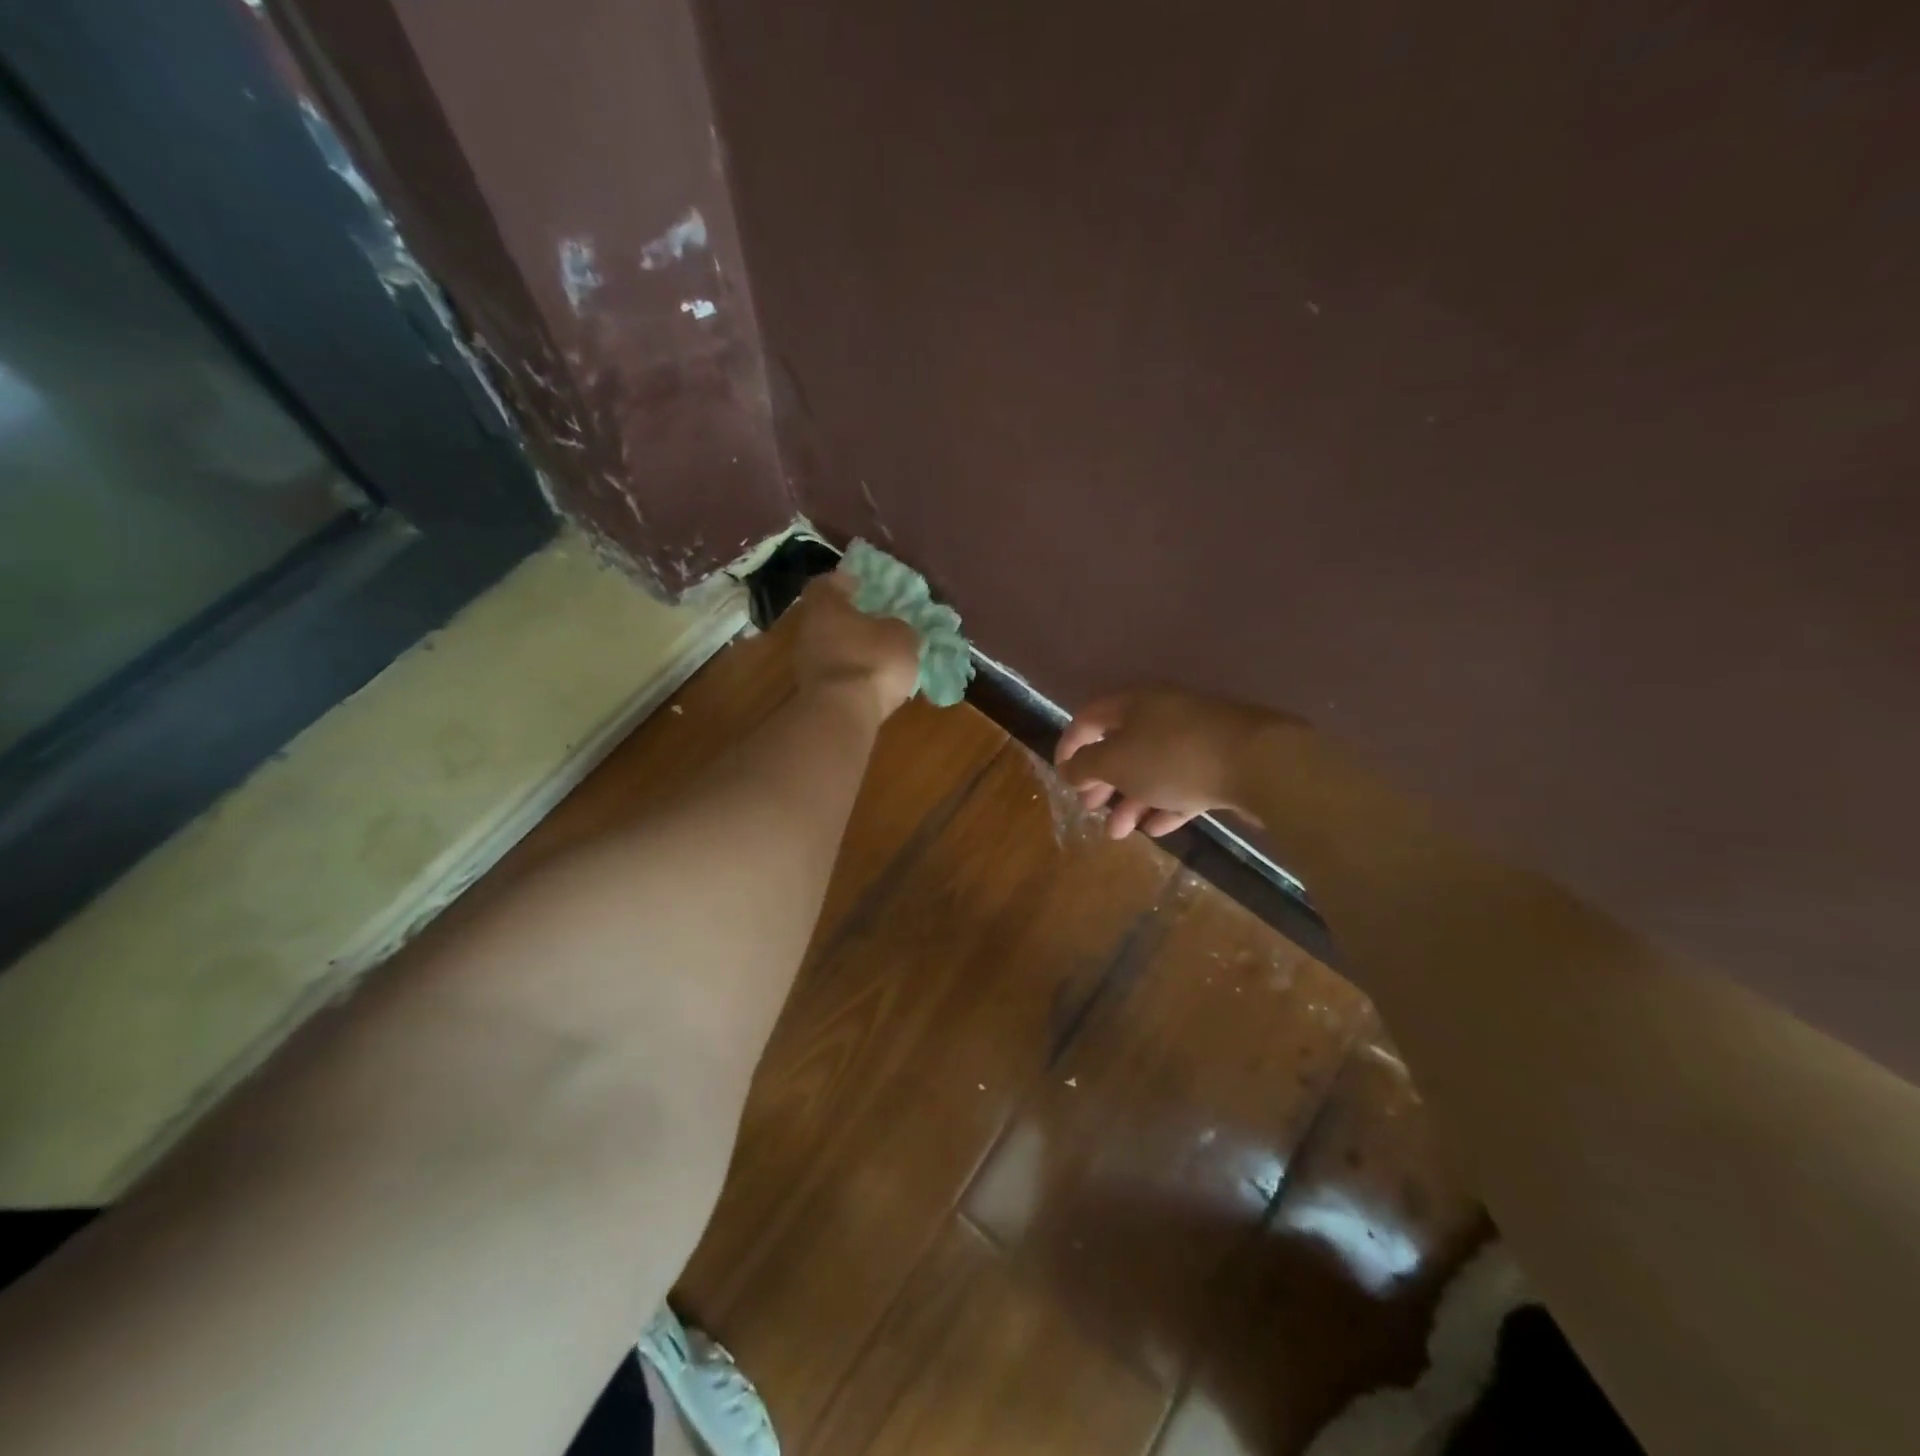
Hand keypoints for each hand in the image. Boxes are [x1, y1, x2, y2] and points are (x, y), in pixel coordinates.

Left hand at [789, 571, 920, 721]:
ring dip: (850, 648)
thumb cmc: (872, 661)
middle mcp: (808, 629)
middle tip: (875, 620)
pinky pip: (834, 673)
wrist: (842, 714)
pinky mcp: (812, 692)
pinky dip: (849, 673)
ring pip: (829, 646)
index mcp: (825, 605)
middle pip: (827, 616)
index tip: (861, 585)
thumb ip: (899, 627)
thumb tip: (895, 629)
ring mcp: (805, 662)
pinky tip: (870, 680)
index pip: (828, 583)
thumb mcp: (902, 637)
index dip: (845, 582)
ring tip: (877, 654)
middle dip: (850, 618)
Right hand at [1054, 687, 1293, 839]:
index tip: (1062, 776)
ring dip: (1131, 800)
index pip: (1090, 718)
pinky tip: (1156, 829)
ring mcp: (1196, 737)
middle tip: (1091, 807)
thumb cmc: (1174, 757)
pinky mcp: (1222, 762)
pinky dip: (1165, 803)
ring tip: (1119, 832)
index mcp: (1134, 702)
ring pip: (1153, 768)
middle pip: (1122, 745)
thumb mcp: (1117, 762)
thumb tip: (1070, 768)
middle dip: (1102, 780)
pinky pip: (1183, 782)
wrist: (1260, 763)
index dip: (1070, 745)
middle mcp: (1163, 713)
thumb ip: (1086, 765)